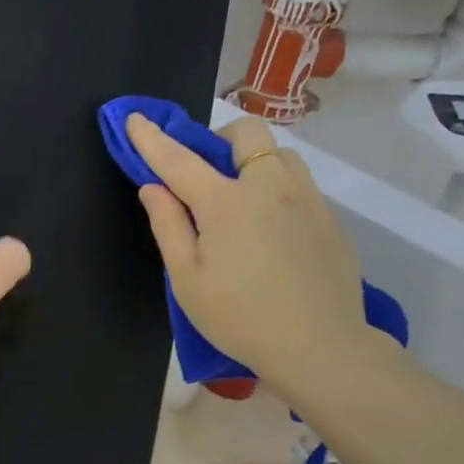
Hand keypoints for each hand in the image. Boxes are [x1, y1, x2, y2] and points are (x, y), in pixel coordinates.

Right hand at [128, 112, 372, 397]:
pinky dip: (276, 188)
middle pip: (246, 133)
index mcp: (226, 202)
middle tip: (205, 176)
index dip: (152, 139)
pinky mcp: (329, 218)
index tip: (133, 118)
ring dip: (253, 162)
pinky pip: (300, 184)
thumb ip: (168, 226)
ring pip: (279, 154)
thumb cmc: (238, 317)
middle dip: (219, 140)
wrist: (318, 345)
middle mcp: (270, 186)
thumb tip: (153, 187)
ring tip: (241, 201)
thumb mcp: (187, 279)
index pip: (179, 160)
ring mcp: (307, 198)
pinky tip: (270, 231)